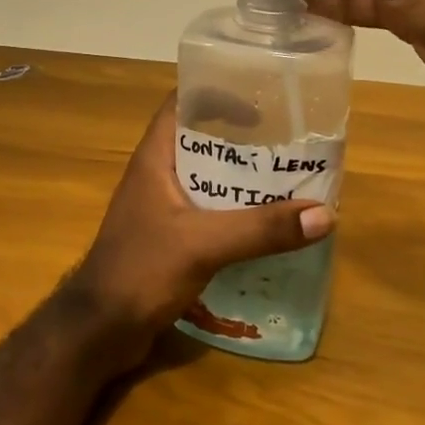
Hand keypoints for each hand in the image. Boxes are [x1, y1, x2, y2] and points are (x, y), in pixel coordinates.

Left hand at [70, 96, 334, 363]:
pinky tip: (267, 226)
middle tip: (290, 144)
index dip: (218, 94)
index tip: (261, 102)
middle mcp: (157, 175)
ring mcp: (162, 208)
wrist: (100, 330)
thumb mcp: (203, 244)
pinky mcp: (170, 239)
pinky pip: (209, 214)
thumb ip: (261, 229)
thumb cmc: (141, 271)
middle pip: (203, 142)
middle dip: (244, 141)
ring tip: (289, 181)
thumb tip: (324, 214)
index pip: (183, 104)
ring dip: (243, 181)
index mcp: (155, 158)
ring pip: (209, 181)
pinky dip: (236, 214)